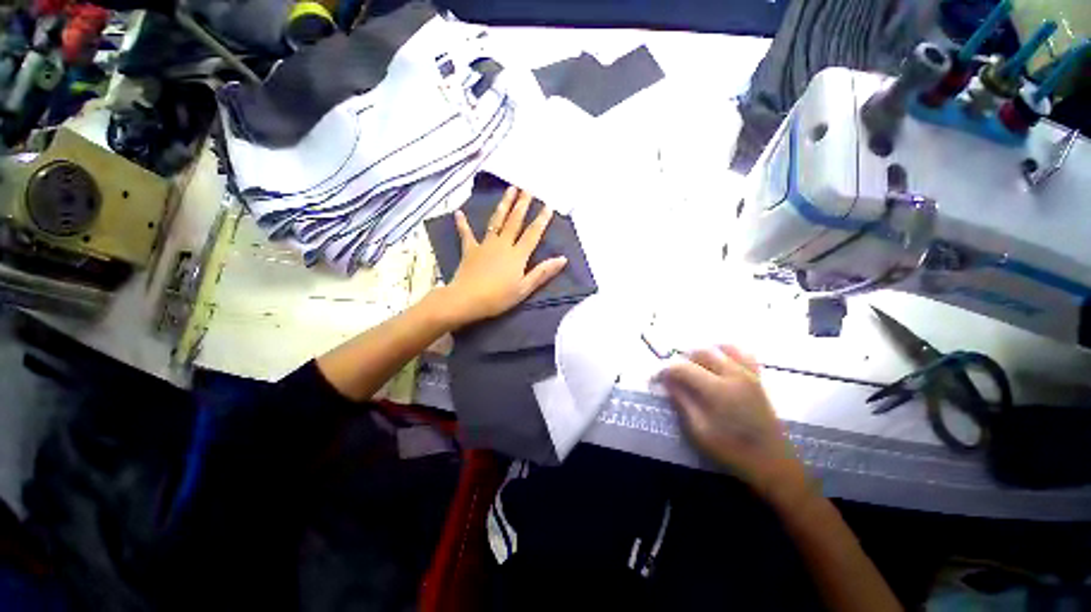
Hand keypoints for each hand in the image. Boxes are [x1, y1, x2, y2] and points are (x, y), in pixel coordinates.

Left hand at [443, 186, 566, 327]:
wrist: (467, 300)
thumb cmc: (498, 297)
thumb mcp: (524, 288)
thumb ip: (542, 272)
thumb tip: (562, 259)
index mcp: (517, 255)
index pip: (532, 233)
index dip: (541, 220)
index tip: (547, 205)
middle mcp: (503, 244)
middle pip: (514, 221)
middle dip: (522, 204)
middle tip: (528, 189)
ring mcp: (485, 245)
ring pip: (496, 221)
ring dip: (503, 205)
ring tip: (509, 189)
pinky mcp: (470, 250)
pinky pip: (466, 234)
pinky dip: (462, 223)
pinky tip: (459, 212)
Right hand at [660, 346, 810, 502]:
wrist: (772, 462)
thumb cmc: (732, 450)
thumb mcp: (699, 430)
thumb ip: (681, 401)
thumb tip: (666, 381)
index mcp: (717, 389)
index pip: (683, 368)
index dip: (665, 370)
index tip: (656, 378)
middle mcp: (733, 374)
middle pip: (701, 352)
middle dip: (682, 360)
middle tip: (673, 374)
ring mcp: (749, 374)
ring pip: (721, 348)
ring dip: (703, 353)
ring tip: (694, 367)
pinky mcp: (758, 378)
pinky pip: (742, 353)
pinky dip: (727, 351)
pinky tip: (719, 362)